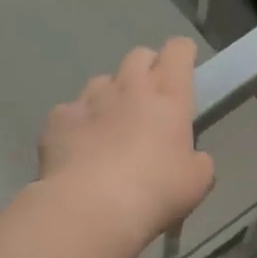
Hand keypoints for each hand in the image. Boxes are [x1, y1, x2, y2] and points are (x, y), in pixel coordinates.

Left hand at [39, 38, 215, 246]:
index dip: (182, 54)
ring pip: (102, 82)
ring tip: (109, 128)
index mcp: (168, 96)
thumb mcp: (196, 182)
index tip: (184, 68)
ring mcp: (89, 99)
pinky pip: (70, 112)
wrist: (92, 207)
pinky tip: (78, 150)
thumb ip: (198, 160)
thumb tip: (192, 157)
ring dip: (110, 97)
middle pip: (138, 56)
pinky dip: (77, 125)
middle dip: (146, 69)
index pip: (178, 51)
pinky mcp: (58, 118)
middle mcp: (129, 87)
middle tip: (148, 99)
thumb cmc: (155, 192)